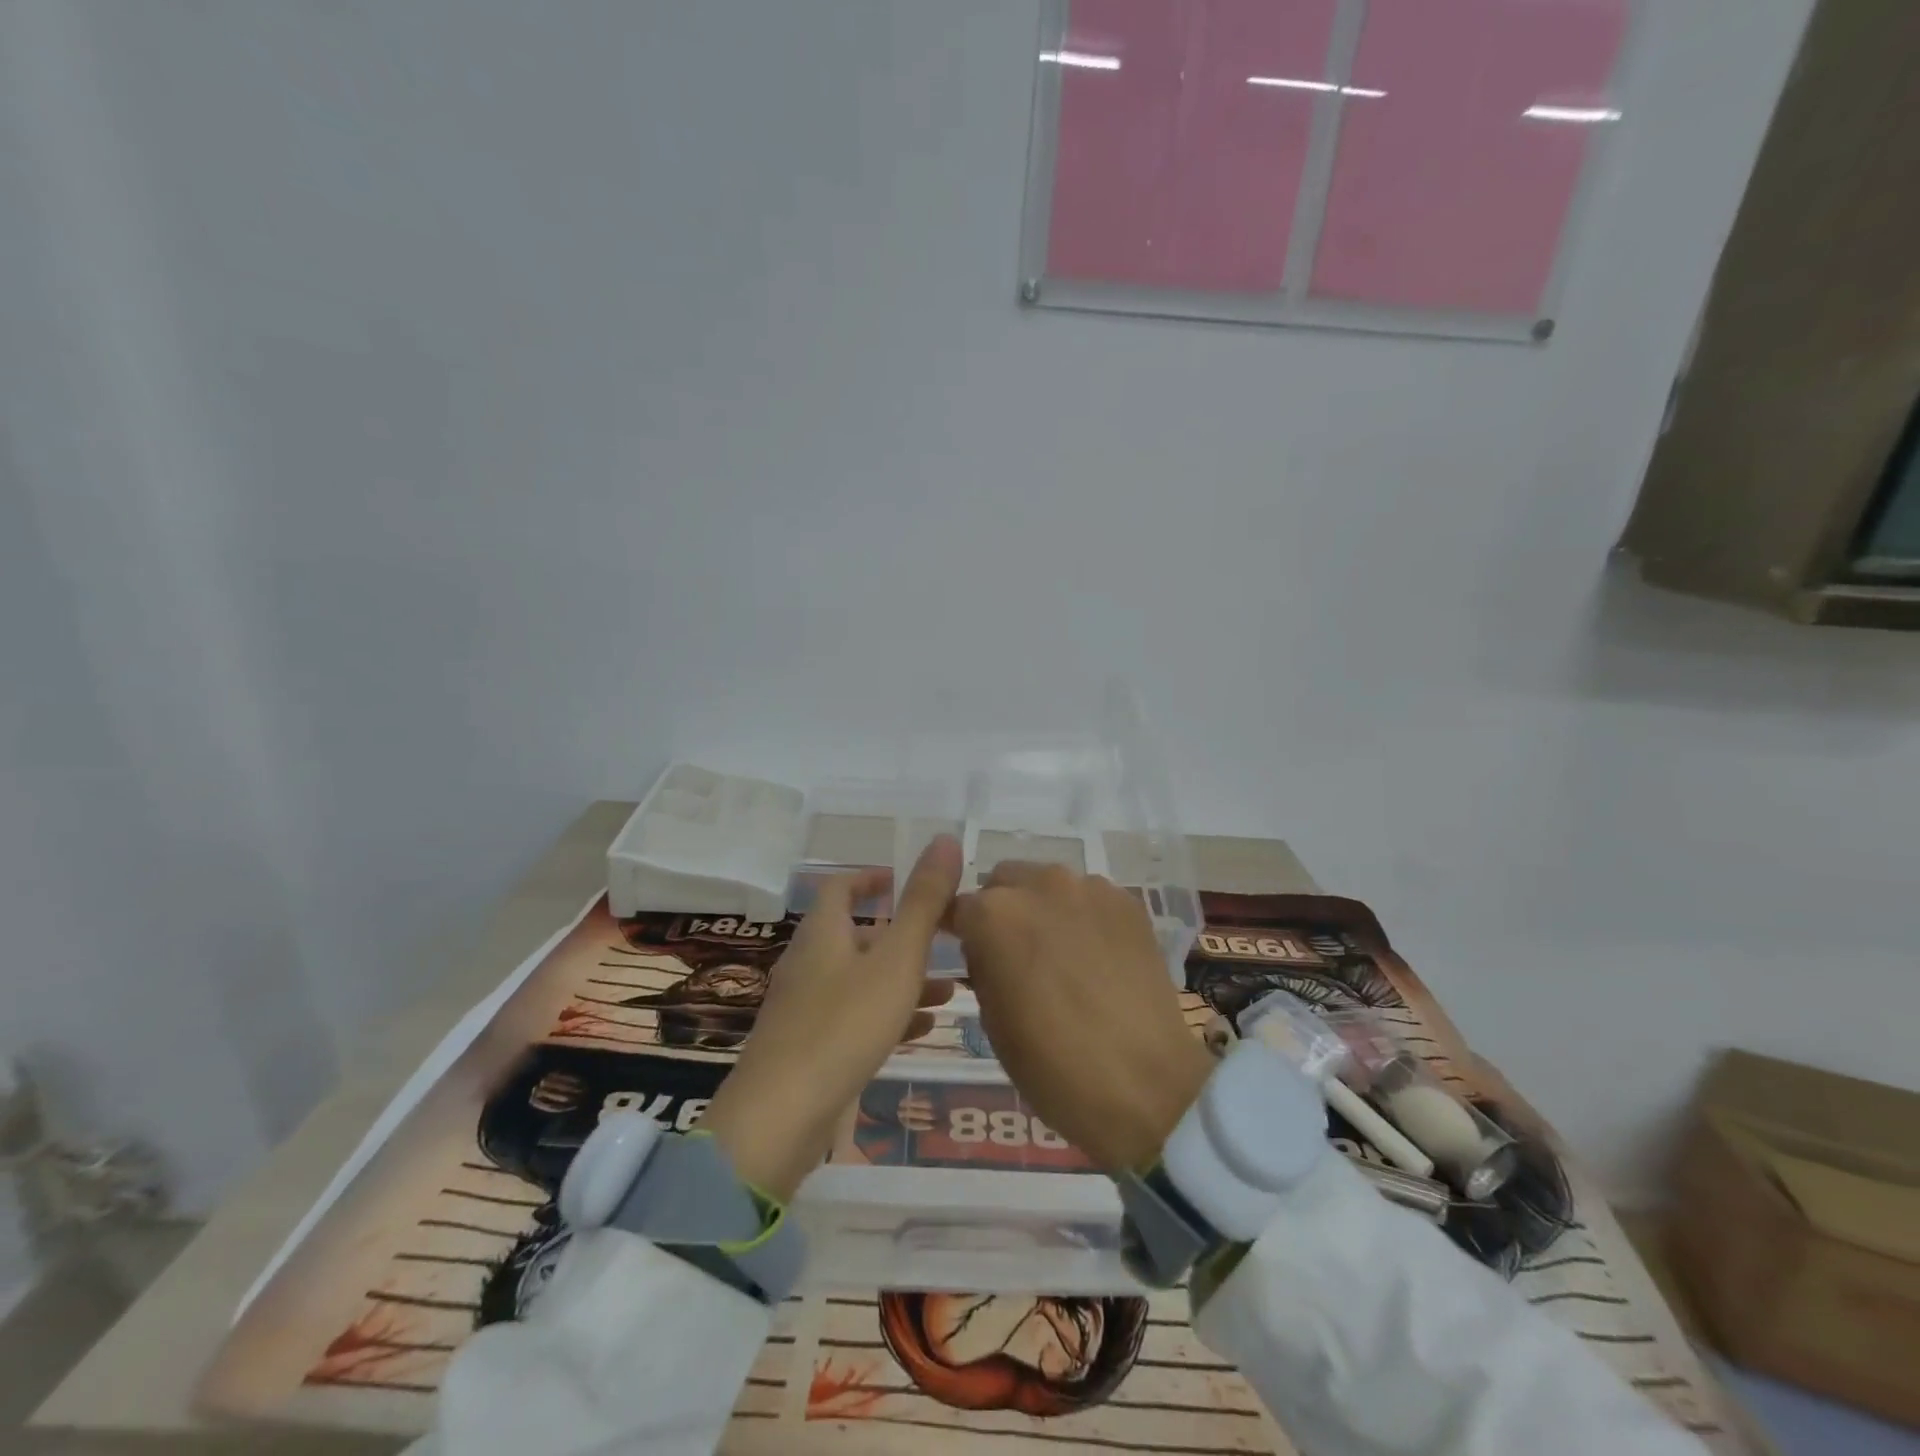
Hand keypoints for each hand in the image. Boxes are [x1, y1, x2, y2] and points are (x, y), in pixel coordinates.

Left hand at [702, 836, 961, 1200]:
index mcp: (823, 933)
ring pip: (860, 978)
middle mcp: (809, 962)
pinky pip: (853, 1017)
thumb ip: (924, 901)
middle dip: (901, 935)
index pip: (841, 887)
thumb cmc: (844, 1024)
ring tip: (950, 990)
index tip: (904, 882)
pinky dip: (887, 1013)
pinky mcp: (808, 1048)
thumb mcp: (897, 958)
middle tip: (945, 942)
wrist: (781, 1116)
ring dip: (901, 978)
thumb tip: (944, 838)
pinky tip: (921, 1030)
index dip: (872, 879)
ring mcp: (805, 1007)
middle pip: (856, 935)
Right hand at [949, 864, 1212, 1173]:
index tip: (968, 951)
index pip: (959, 906)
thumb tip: (987, 948)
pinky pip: (1089, 898)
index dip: (960, 930)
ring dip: (1043, 908)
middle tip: (1016, 953)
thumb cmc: (1052, 1064)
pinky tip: (1097, 956)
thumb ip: (982, 965)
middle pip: (1004, 882)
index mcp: (994, 915)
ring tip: (1062, 954)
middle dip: (1001, 910)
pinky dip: (1083, 917)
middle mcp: (1039, 885)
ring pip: (1049, 884)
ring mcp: (1089, 889)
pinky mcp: (1127, 902)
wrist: (1144, 1084)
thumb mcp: (992, 1020)